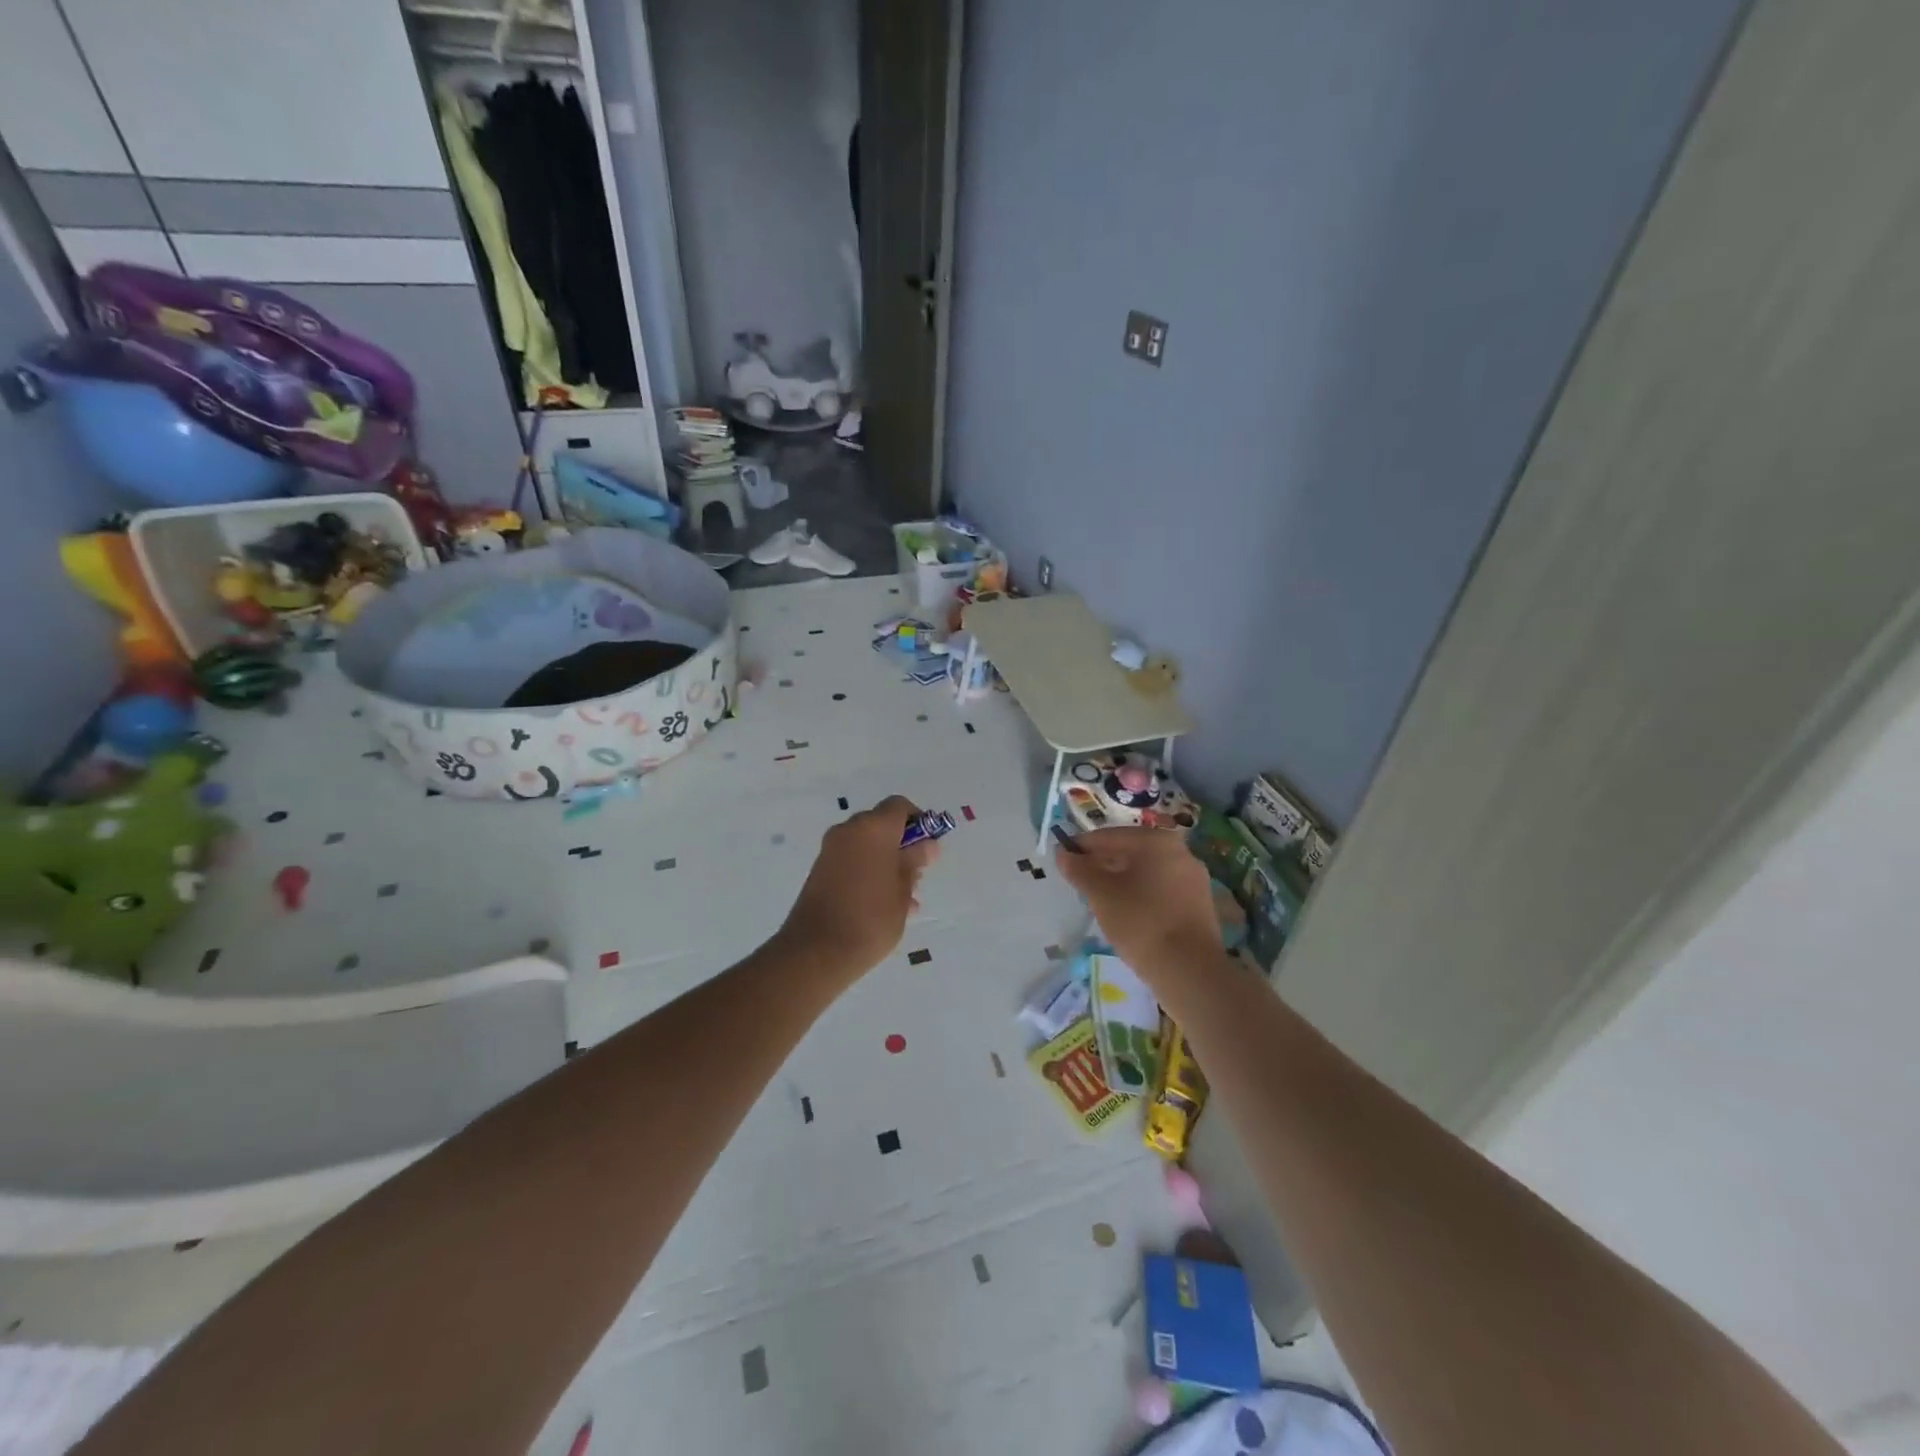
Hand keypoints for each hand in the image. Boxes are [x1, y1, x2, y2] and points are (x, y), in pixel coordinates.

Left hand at [776, 796, 939, 976]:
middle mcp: (849, 830)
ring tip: (904, 897)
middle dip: (902, 844)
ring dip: (886, 860)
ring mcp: (831, 850)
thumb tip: (927, 845)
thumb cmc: (871, 918)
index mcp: (873, 828)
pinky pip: (852, 860)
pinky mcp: (820, 870)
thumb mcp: (903, 890)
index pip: (899, 806)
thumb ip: (915, 862)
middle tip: (917, 875)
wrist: (817, 952)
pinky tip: (883, 904)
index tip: (928, 847)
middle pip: (882, 824)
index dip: (918, 821)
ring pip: (867, 844)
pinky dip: (869, 870)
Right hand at [1055, 827, 1220, 980]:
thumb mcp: (1101, 895)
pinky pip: (1162, 888)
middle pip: (1130, 851)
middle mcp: (1180, 850)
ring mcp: (1194, 877)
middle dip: (1103, 863)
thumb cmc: (1140, 922)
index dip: (1082, 847)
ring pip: (1147, 871)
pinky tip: (1128, 913)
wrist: (1189, 970)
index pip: (1109, 836)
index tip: (1063, 861)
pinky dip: (1142, 894)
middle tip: (1080, 882)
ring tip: (1101, 900)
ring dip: (1122, 879)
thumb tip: (1063, 854)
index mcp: (1156, 841)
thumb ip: (1079, 870)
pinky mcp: (1200, 902)